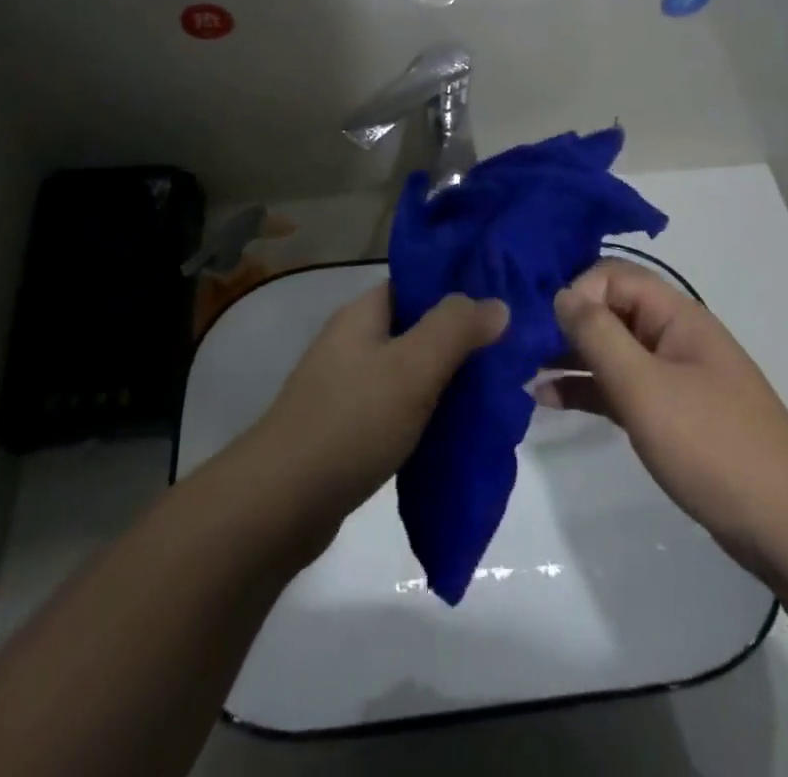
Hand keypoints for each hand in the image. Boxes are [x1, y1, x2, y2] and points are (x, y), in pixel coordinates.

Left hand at [253, 284, 508, 531]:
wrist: (280, 504)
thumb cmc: (351, 422)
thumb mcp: (412, 367)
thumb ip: (455, 330)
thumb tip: (498, 303)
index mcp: (363, 314)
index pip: (417, 284)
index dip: (458, 289)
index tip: (503, 304)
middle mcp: (353, 342)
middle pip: (416, 328)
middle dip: (460, 341)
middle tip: (508, 356)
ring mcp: (346, 386)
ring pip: (409, 372)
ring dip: (445, 381)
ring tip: (493, 393)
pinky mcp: (347, 428)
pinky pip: (397, 408)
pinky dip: (426, 414)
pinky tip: (455, 431)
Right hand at [541, 260, 787, 561]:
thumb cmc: (712, 444)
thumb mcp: (644, 386)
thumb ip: (598, 335)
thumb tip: (561, 293)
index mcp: (674, 315)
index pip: (613, 276)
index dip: (576, 291)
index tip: (544, 324)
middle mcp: (671, 335)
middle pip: (609, 310)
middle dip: (564, 323)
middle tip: (517, 345)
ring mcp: (671, 375)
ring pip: (610, 351)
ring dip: (568, 357)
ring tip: (520, 371)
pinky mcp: (668, 413)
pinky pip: (619, 387)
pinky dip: (586, 389)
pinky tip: (546, 399)